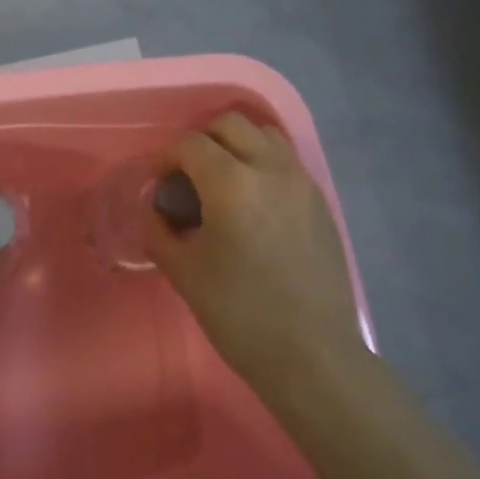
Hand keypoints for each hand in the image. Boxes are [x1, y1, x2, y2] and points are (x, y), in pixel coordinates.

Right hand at [145, 112, 362, 393]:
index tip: (159, 184)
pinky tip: (253, 203)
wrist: (311, 354)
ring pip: (266, 134)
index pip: (191, 144)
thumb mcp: (183, 272)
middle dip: (202, 141)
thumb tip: (158, 209)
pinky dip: (263, 163)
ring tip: (223, 181)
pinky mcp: (321, 201)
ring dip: (237, 145)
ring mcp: (302, 182)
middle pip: (231, 124)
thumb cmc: (239, 314)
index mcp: (232, 184)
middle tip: (188, 176)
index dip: (167, 158)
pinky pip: (287, 160)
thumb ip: (159, 230)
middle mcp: (271, 169)